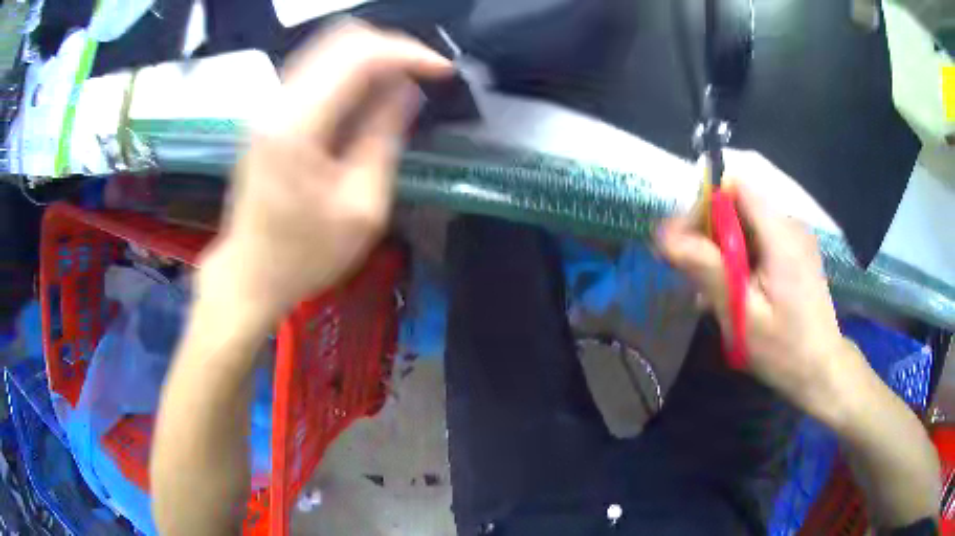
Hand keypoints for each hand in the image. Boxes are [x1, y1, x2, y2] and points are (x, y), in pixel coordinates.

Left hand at [201, 22, 451, 319]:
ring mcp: (268, 105)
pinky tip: (370, 93)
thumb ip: (384, 137)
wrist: (249, 274)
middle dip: (392, 48)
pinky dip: (350, 70)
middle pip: (341, 39)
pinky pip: (317, 68)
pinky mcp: (269, 113)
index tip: (443, 72)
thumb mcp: (362, 207)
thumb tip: (407, 90)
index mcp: (298, 127)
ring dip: (372, 56)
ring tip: (404, 81)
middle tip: (424, 74)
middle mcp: (277, 103)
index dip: (409, 54)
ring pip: (328, 48)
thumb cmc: (305, 255)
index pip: (359, 56)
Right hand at [657, 185, 860, 421]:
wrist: (821, 370)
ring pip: (745, 224)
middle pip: (738, 204)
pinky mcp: (795, 252)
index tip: (684, 242)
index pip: (734, 186)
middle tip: (690, 274)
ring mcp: (794, 238)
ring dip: (722, 249)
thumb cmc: (784, 349)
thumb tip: (665, 236)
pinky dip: (739, 258)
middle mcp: (790, 224)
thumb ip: (707, 269)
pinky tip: (732, 292)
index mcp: (781, 233)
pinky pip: (758, 239)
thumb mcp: (741, 313)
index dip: (703, 204)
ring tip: (708, 292)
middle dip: (709, 232)